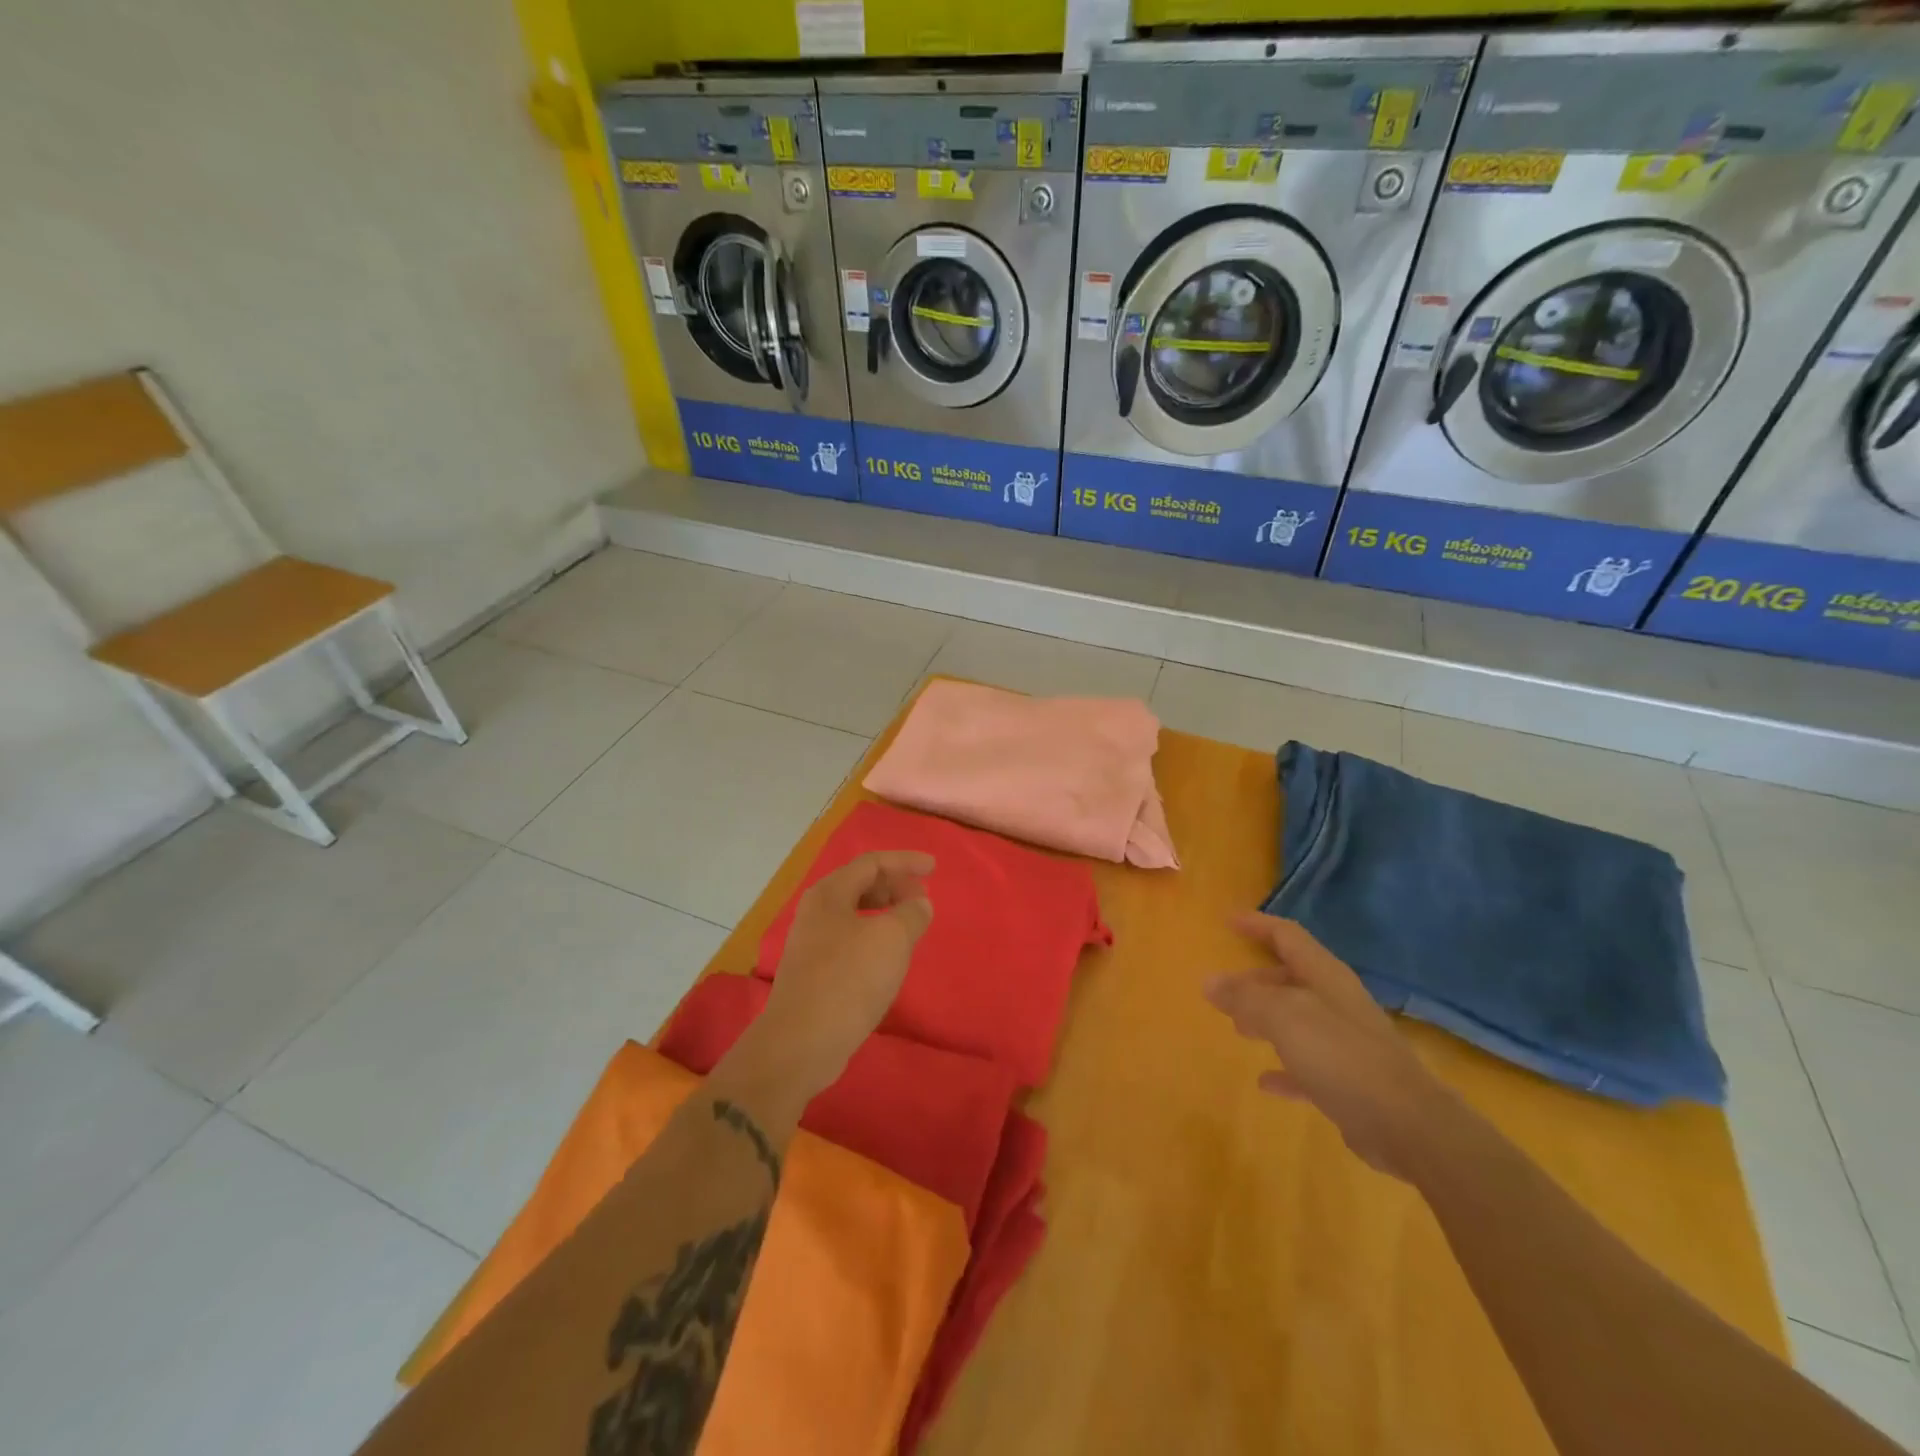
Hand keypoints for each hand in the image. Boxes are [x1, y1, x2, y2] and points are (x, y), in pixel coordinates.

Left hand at [744, 851, 934, 1100]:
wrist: (801, 1042)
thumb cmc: (849, 979)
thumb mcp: (891, 939)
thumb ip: (911, 913)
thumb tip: (919, 903)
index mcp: (829, 894)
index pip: (871, 863)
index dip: (905, 861)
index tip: (934, 869)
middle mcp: (816, 912)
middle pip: (860, 885)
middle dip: (895, 886)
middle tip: (923, 897)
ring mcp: (812, 944)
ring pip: (855, 914)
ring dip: (886, 912)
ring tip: (912, 924)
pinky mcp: (815, 974)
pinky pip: (851, 940)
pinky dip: (875, 937)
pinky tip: (890, 956)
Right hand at [1205, 912, 1454, 1181]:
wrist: (1408, 1125)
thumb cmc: (1342, 1056)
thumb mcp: (1284, 1017)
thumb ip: (1245, 998)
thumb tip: (1209, 982)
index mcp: (1325, 977)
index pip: (1288, 936)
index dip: (1258, 925)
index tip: (1228, 922)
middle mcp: (1337, 1002)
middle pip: (1291, 978)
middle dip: (1255, 980)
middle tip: (1223, 989)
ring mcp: (1346, 1042)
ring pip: (1297, 1020)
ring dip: (1266, 1020)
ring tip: (1237, 1027)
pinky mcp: (1350, 1082)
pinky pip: (1307, 1066)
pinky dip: (1284, 1068)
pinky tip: (1264, 1081)